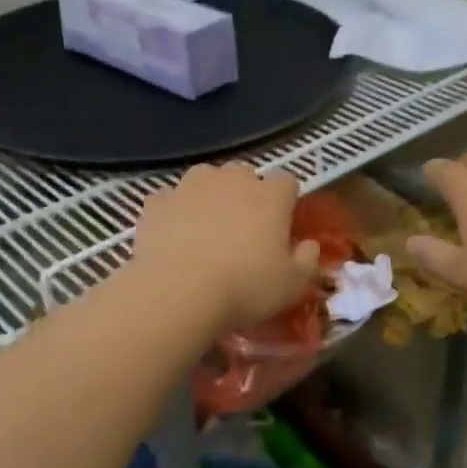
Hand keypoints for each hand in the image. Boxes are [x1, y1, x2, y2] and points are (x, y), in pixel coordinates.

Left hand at [132, 164, 319, 330]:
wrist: (179, 292)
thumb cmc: (246, 288)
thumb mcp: (292, 285)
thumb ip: (307, 260)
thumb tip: (309, 245)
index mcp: (270, 195)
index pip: (287, 181)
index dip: (286, 201)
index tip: (282, 225)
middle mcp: (231, 180)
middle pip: (244, 175)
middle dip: (246, 195)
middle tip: (244, 230)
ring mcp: (190, 186)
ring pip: (205, 179)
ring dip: (209, 197)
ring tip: (207, 230)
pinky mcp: (157, 202)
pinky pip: (171, 200)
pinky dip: (175, 213)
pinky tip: (175, 237)